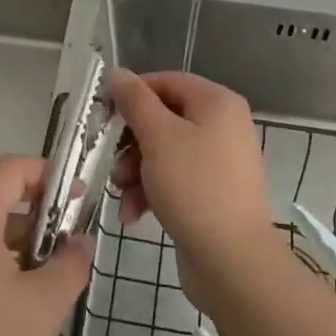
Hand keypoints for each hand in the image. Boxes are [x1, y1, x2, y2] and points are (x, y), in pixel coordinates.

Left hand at [0, 155, 92, 335]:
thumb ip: (71, 262)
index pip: (7, 170)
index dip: (44, 173)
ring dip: (17, 223)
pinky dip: (0, 246)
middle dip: (32, 194)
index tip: (75, 197)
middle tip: (64, 219)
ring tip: (51, 256)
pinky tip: (25, 284)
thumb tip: (81, 241)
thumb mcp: (47, 305)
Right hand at [108, 70, 278, 315]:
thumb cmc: (194, 187)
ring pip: (164, 152)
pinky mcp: (212, 194)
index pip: (166, 82)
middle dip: (131, 142)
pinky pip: (174, 180)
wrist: (232, 263)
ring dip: (136, 171)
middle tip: (110, 160)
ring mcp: (219, 162)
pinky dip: (151, 192)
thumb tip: (117, 73)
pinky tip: (132, 215)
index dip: (132, 94)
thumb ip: (135, 101)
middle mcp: (222, 125)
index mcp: (216, 102)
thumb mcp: (158, 137)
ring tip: (121, 194)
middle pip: (163, 119)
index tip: (103, 114)